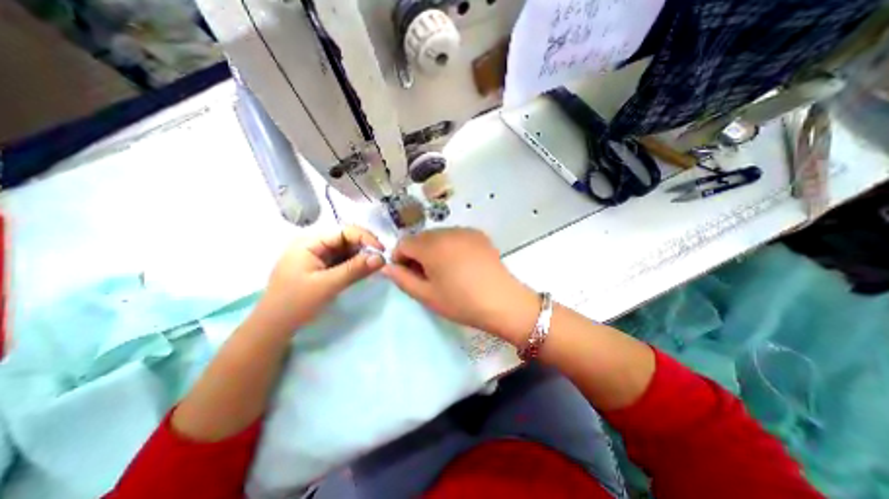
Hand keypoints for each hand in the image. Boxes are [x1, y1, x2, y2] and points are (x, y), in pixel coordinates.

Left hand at [256, 227, 384, 332]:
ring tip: (375, 265)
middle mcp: (314, 244)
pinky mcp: (321, 267)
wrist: (273, 328)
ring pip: (346, 250)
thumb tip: (382, 258)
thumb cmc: (295, 304)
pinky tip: (364, 270)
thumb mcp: (327, 285)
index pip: (344, 231)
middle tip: (381, 260)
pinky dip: (355, 264)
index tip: (382, 252)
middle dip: (365, 247)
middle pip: (346, 239)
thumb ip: (355, 269)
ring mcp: (317, 256)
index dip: (365, 238)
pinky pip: (342, 260)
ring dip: (361, 256)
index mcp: (309, 242)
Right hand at [380, 228, 537, 344]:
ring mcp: (465, 231)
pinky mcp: (479, 235)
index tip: (406, 274)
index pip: (403, 243)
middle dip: (416, 253)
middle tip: (425, 275)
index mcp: (431, 246)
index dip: (399, 258)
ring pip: (438, 235)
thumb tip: (386, 267)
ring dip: (433, 249)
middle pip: (421, 237)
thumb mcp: (427, 295)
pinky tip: (460, 263)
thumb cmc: (461, 302)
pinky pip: (455, 236)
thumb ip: (402, 279)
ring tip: (444, 270)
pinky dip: (450, 246)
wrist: (502, 302)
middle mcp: (447, 231)